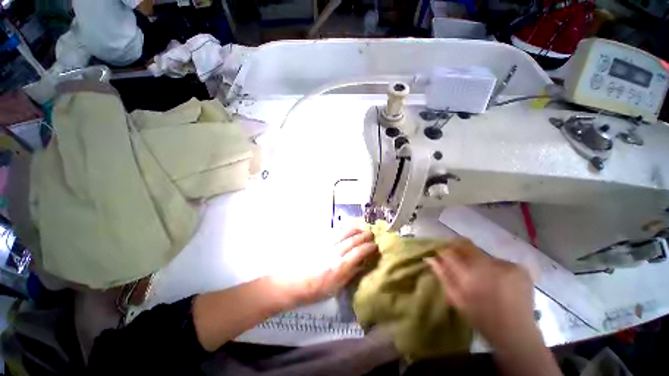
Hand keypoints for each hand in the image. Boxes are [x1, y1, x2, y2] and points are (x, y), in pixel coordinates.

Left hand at [278, 228, 378, 306]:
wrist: (292, 282)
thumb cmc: (315, 290)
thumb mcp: (335, 288)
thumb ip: (349, 274)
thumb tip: (361, 264)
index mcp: (339, 266)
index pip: (358, 252)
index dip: (368, 247)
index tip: (374, 246)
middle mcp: (334, 252)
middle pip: (352, 240)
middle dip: (363, 235)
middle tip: (371, 234)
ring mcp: (326, 244)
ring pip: (343, 232)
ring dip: (354, 229)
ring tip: (361, 228)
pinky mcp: (319, 240)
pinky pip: (333, 231)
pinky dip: (342, 228)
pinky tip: (346, 228)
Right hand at [426, 243, 539, 349]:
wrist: (516, 334)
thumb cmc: (482, 318)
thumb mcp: (457, 299)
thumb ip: (443, 275)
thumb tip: (430, 258)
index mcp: (472, 275)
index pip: (452, 252)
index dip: (445, 251)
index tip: (442, 255)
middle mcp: (490, 265)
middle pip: (468, 250)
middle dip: (462, 257)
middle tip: (464, 271)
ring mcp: (508, 266)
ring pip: (484, 257)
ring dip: (480, 265)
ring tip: (483, 280)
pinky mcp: (520, 269)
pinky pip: (500, 262)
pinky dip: (496, 269)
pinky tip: (499, 283)